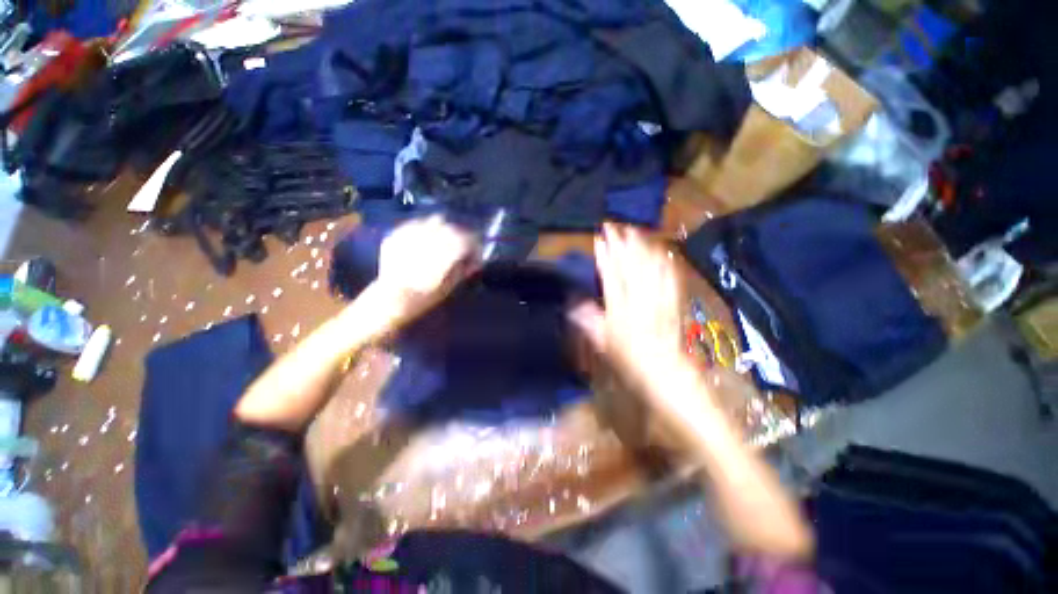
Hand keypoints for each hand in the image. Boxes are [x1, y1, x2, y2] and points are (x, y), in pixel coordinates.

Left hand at [351, 215, 478, 335]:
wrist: (390, 300)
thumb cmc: (424, 297)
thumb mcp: (449, 286)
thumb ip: (463, 269)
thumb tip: (474, 261)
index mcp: (444, 253)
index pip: (467, 239)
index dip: (474, 246)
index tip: (475, 254)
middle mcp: (428, 238)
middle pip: (452, 228)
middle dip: (460, 236)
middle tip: (461, 247)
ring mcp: (410, 234)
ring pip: (435, 221)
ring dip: (443, 229)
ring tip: (442, 241)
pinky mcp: (397, 234)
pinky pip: (416, 224)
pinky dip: (424, 230)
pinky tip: (424, 241)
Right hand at [569, 224, 687, 392]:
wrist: (666, 373)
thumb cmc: (630, 361)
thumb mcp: (603, 344)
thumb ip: (589, 322)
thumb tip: (574, 305)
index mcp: (621, 310)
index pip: (612, 276)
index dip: (605, 256)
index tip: (600, 239)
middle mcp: (641, 300)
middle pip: (632, 266)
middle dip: (623, 243)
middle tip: (616, 226)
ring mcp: (660, 299)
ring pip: (651, 267)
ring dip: (643, 247)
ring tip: (635, 231)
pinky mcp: (675, 302)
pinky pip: (671, 277)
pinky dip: (664, 262)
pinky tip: (662, 251)